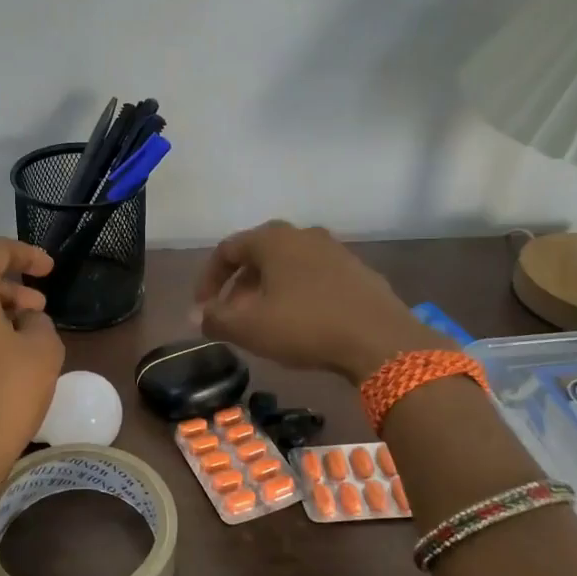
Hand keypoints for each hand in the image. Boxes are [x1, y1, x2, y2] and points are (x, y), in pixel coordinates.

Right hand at [193, 221, 443, 382]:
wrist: (381, 340)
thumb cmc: (305, 326)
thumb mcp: (249, 327)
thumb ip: (215, 319)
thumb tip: (195, 316)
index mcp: (273, 239)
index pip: (227, 250)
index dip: (208, 280)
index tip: (203, 309)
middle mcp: (303, 235)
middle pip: (258, 257)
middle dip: (239, 288)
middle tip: (231, 318)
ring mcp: (335, 251)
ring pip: (288, 268)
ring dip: (268, 293)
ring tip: (264, 325)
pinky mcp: (358, 272)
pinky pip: (315, 279)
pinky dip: (297, 296)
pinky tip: (301, 324)